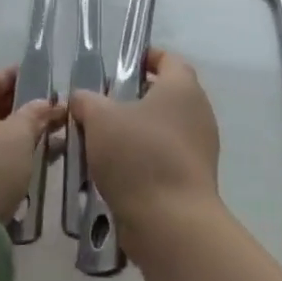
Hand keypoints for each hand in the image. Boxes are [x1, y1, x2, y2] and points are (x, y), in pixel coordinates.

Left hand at [0, 68, 61, 222]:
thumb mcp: (18, 138)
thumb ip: (35, 115)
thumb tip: (45, 103)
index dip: (23, 79)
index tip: (49, 85)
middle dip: (22, 112)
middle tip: (54, 120)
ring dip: (14, 139)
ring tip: (47, 147)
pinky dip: (1, 160)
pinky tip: (25, 171)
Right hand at [71, 49, 220, 237]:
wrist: (171, 223)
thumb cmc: (138, 155)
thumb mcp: (99, 118)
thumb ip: (86, 101)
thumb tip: (82, 99)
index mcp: (182, 87)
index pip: (168, 59)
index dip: (145, 57)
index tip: (119, 65)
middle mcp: (198, 113)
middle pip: (165, 95)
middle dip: (133, 98)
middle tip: (101, 106)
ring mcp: (200, 148)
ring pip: (162, 129)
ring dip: (135, 132)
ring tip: (101, 141)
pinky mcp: (194, 179)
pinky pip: (164, 158)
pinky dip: (143, 159)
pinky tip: (114, 171)